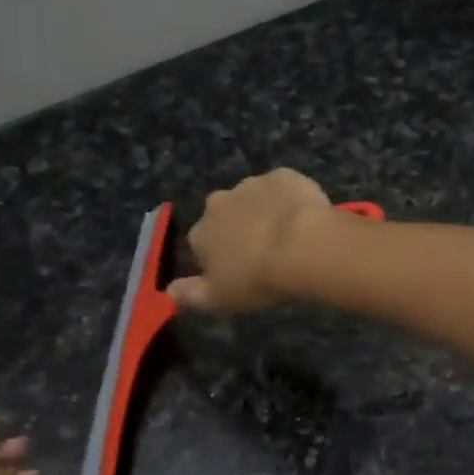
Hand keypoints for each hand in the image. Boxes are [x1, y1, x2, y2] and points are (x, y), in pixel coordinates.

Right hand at [168, 168, 334, 313]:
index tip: (240, 271)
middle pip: (225, 216)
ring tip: (288, 235)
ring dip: (264, 211)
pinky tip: (304, 217)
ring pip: (253, 198)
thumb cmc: (258, 278)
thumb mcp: (220, 299)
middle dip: (238, 228)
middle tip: (264, 251)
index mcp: (200, 233)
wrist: (303, 246)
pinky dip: (289, 198)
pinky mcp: (282, 175)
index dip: (220, 258)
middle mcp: (218, 202)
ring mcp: (251, 184)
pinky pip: (282, 187)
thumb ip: (191, 295)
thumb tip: (169, 291)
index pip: (202, 244)